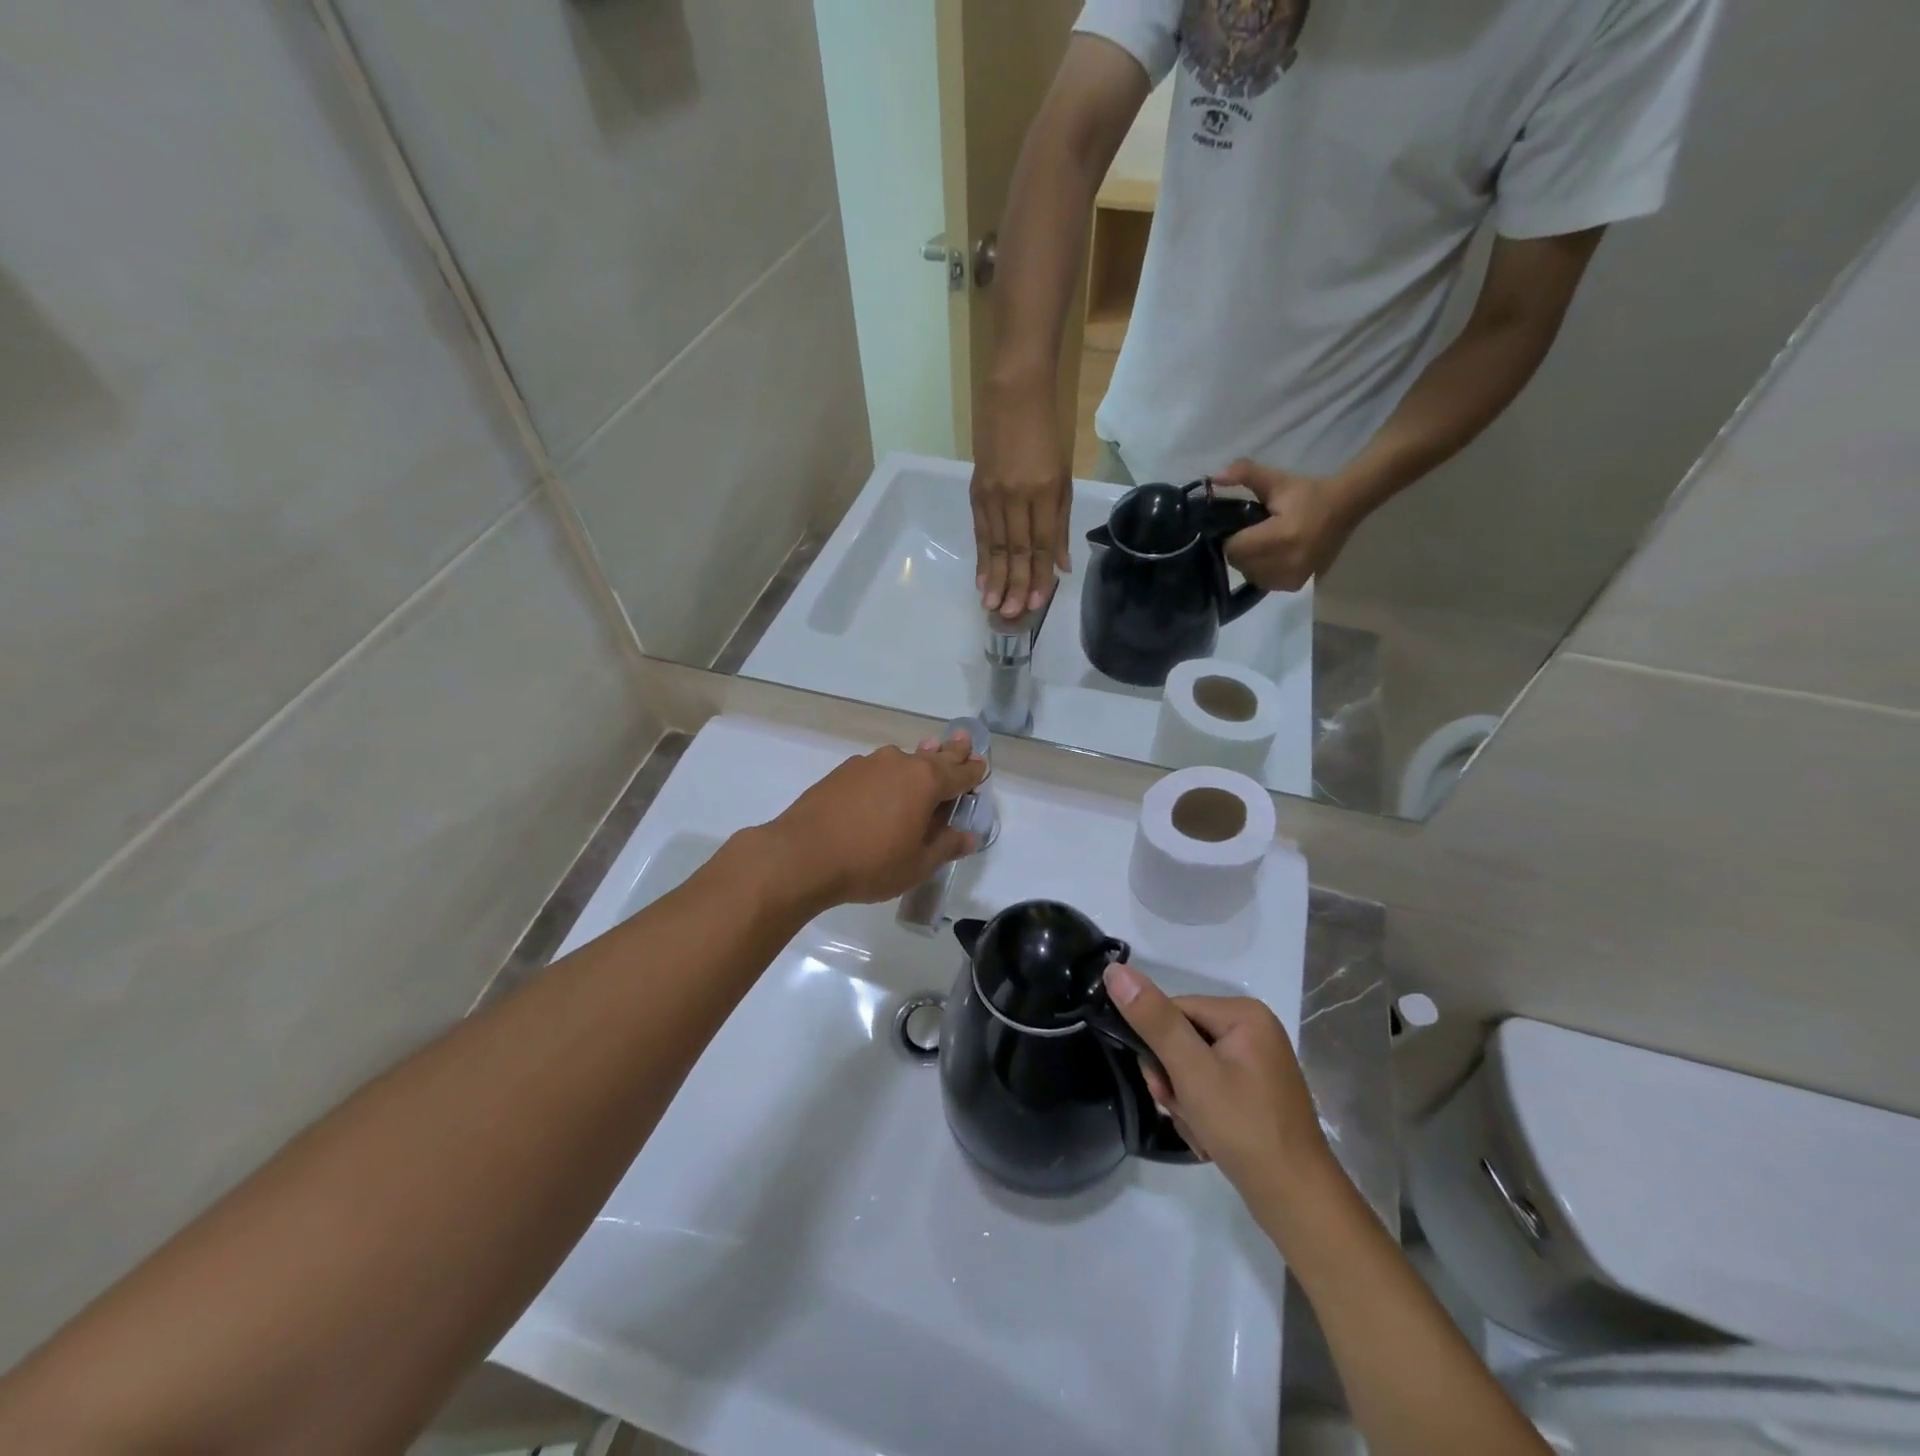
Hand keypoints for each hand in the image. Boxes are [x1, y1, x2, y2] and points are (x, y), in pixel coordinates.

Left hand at [760, 734, 986, 908]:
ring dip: (917, 760)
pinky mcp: (842, 772)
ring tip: (927, 756)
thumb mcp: (917, 864)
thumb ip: (945, 846)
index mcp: (925, 782)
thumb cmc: (870, 863)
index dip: (973, 772)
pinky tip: (883, 786)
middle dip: (951, 751)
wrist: (801, 855)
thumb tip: (969, 836)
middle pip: (934, 756)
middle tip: (963, 740)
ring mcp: (867, 764)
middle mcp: (899, 763)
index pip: (959, 773)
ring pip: (902, 760)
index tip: (982, 765)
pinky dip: (888, 774)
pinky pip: (876, 769)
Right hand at [971, 382, 1071, 618]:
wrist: (1013, 395)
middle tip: (1010, 614)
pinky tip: (980, 577)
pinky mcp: (976, 491)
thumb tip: (1061, 565)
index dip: (1038, 574)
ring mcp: (993, 493)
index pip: (1042, 542)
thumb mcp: (1064, 476)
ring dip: (994, 578)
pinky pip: (979, 531)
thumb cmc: (1047, 435)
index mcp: (1045, 490)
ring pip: (994, 544)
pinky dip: (980, 557)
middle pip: (1016, 549)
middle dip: (1014, 584)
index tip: (1036, 603)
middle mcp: (1018, 495)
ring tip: (991, 605)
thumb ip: (1061, 522)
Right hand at [1103, 963, 1331, 1204]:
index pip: (1174, 1010)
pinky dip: (1201, 1111)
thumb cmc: (1244, 1128)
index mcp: (1244, 1014)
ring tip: (1197, 1129)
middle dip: (1172, 1079)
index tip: (1160, 1086)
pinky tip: (1208, 1137)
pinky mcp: (1256, 1092)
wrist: (1297, 1202)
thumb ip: (1154, 1019)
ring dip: (1184, 1099)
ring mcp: (1257, 1063)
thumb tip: (1115, 971)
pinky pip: (1211, 1087)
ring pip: (1192, 1067)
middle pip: (1182, 1039)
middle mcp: (1254, 1030)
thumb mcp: (1191, 1071)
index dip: (1157, 1047)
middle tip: (1179, 1110)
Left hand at [1215, 458, 1361, 592]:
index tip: (1240, 526)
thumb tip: (1214, 478)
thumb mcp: (1276, 480)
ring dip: (1250, 562)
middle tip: (1253, 533)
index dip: (1231, 536)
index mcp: (1280, 537)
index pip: (1233, 548)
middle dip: (1240, 549)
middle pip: (1240, 563)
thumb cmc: (1309, 494)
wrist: (1345, 508)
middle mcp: (1285, 562)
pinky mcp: (1296, 585)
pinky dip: (1263, 572)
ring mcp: (1292, 577)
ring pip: (1250, 575)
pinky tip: (1274, 556)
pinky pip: (1265, 583)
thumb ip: (1245, 475)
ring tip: (1264, 544)